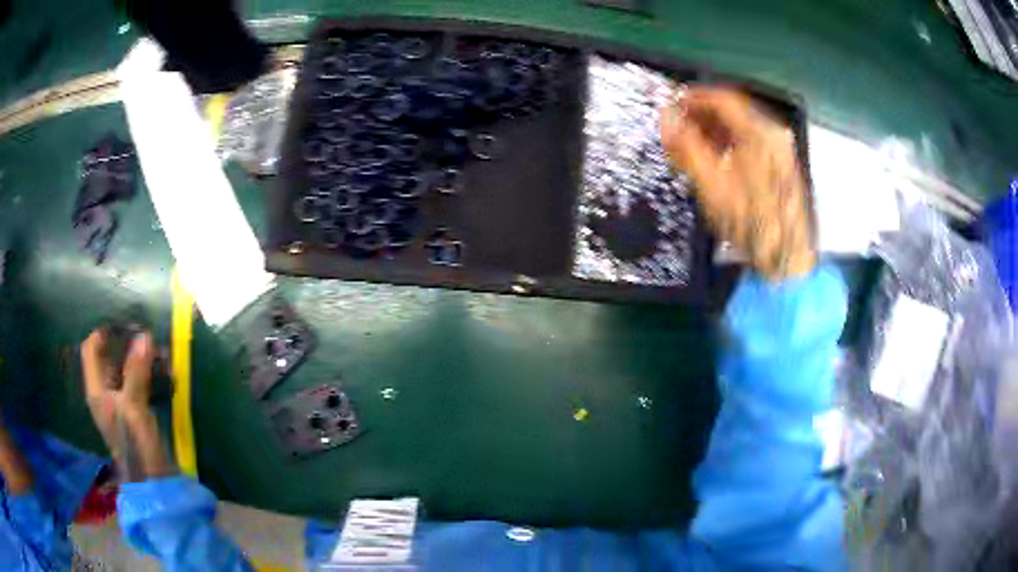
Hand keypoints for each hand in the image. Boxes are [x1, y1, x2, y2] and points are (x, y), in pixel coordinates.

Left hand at [80, 328, 173, 480]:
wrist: (154, 485)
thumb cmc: (137, 447)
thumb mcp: (134, 408)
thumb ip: (136, 372)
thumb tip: (144, 335)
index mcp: (97, 390)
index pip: (91, 349)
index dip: (103, 333)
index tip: (125, 323)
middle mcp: (105, 393)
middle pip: (109, 357)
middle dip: (127, 344)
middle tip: (148, 336)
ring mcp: (121, 404)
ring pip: (126, 370)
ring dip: (142, 359)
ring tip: (163, 355)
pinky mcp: (135, 413)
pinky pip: (139, 383)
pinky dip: (150, 374)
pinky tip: (165, 374)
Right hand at [661, 88, 815, 279]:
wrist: (788, 260)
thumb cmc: (751, 223)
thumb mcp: (712, 185)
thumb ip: (687, 147)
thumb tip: (666, 118)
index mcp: (760, 132)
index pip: (723, 98)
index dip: (694, 96)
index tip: (672, 103)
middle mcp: (775, 134)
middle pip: (734, 110)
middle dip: (703, 113)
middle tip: (678, 124)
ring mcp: (782, 150)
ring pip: (744, 127)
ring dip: (716, 129)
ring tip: (692, 142)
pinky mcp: (783, 166)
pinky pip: (753, 142)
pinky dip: (732, 142)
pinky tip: (717, 157)